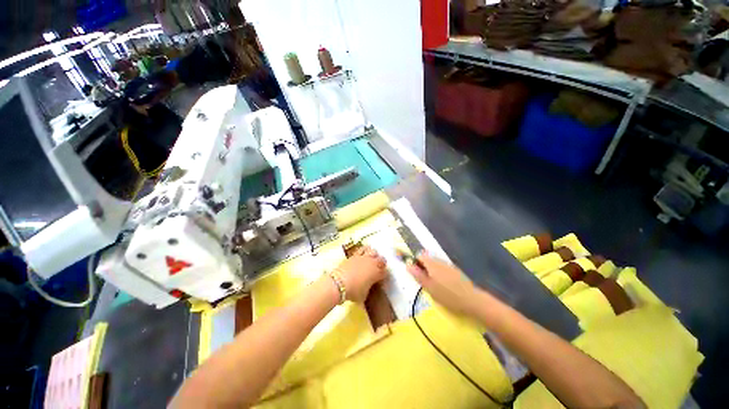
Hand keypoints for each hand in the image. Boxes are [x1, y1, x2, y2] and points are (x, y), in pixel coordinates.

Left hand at [335, 246, 386, 302]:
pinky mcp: (355, 255)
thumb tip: (368, 288)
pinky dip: (365, 250)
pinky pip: (362, 249)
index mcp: (377, 273)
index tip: (381, 279)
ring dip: (374, 255)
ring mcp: (363, 257)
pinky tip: (364, 252)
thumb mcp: (364, 295)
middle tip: (378, 269)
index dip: (384, 276)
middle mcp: (372, 263)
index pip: (385, 272)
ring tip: (371, 259)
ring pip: (373, 252)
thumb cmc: (353, 291)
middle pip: (382, 260)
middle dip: (381, 264)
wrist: (338, 283)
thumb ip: (369, 289)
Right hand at [407, 253, 480, 316]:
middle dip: (422, 268)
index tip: (415, 274)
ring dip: (430, 271)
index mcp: (432, 263)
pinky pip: (442, 269)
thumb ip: (418, 275)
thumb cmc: (448, 295)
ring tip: (433, 286)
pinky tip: (443, 286)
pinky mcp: (455, 271)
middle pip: (427, 259)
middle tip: (423, 282)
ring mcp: (448, 265)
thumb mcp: (429, 287)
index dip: (414, 262)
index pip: (419, 256)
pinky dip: (438, 274)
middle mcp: (440, 261)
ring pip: (435, 264)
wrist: (472, 301)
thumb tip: (408, 265)